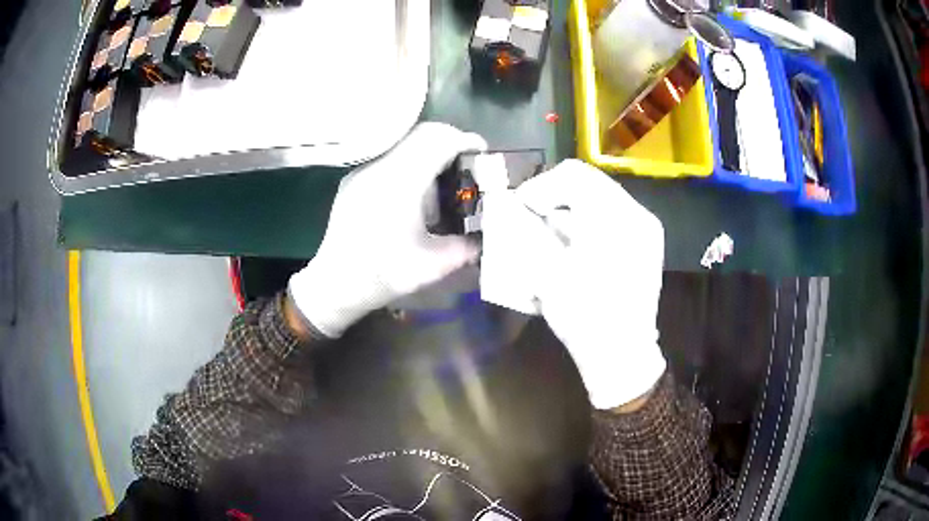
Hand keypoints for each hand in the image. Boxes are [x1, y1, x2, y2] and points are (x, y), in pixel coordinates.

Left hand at [289, 122, 486, 337]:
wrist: (336, 283)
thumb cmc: (383, 275)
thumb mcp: (433, 266)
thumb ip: (467, 247)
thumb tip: (487, 236)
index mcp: (401, 183)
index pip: (439, 140)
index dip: (466, 141)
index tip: (483, 153)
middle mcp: (379, 167)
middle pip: (422, 133)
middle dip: (451, 141)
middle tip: (467, 163)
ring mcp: (363, 170)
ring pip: (404, 141)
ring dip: (430, 149)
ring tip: (443, 176)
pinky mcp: (354, 178)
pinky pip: (389, 155)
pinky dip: (411, 160)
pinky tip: (415, 189)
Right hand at [515, 160, 666, 409]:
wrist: (622, 356)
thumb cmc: (584, 317)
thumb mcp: (547, 272)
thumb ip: (528, 232)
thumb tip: (515, 209)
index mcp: (616, 218)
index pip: (574, 176)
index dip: (541, 186)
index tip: (521, 207)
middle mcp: (637, 215)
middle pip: (589, 184)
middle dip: (554, 196)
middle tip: (531, 216)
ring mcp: (646, 229)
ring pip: (600, 199)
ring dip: (570, 209)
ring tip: (549, 231)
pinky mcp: (646, 243)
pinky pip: (612, 217)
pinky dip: (586, 221)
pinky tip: (572, 244)